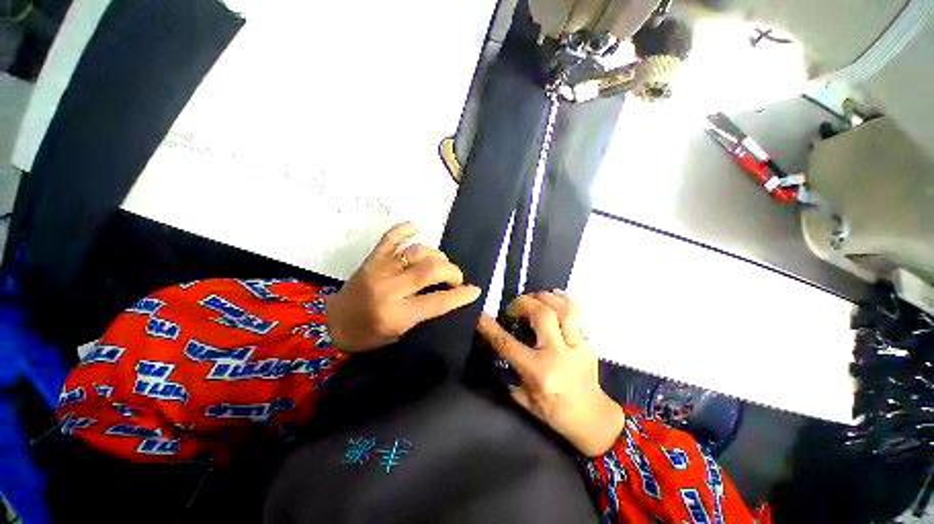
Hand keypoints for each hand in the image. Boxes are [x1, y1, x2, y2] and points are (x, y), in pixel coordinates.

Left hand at [326, 222, 480, 351]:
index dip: (461, 295)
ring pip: (418, 252)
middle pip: (431, 270)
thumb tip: (449, 296)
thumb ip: (425, 314)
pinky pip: (391, 237)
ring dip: (436, 256)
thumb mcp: (400, 334)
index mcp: (396, 314)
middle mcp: (390, 288)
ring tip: (440, 264)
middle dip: (452, 272)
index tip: (475, 291)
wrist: (333, 323)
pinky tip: (418, 227)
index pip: (437, 301)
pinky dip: (406, 229)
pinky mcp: (372, 258)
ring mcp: (380, 269)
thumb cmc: (369, 335)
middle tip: (455, 279)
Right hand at [476, 291, 623, 456]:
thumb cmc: (553, 411)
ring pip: (563, 309)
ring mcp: (577, 346)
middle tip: (513, 306)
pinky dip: (564, 300)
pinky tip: (554, 296)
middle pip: (541, 315)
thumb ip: (509, 371)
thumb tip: (499, 345)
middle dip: (522, 303)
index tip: (480, 315)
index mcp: (538, 372)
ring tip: (533, 298)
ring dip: (544, 297)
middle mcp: (558, 354)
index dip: (490, 327)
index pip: (508, 344)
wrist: (592, 418)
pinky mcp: (589, 341)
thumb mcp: (523, 398)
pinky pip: (578, 313)